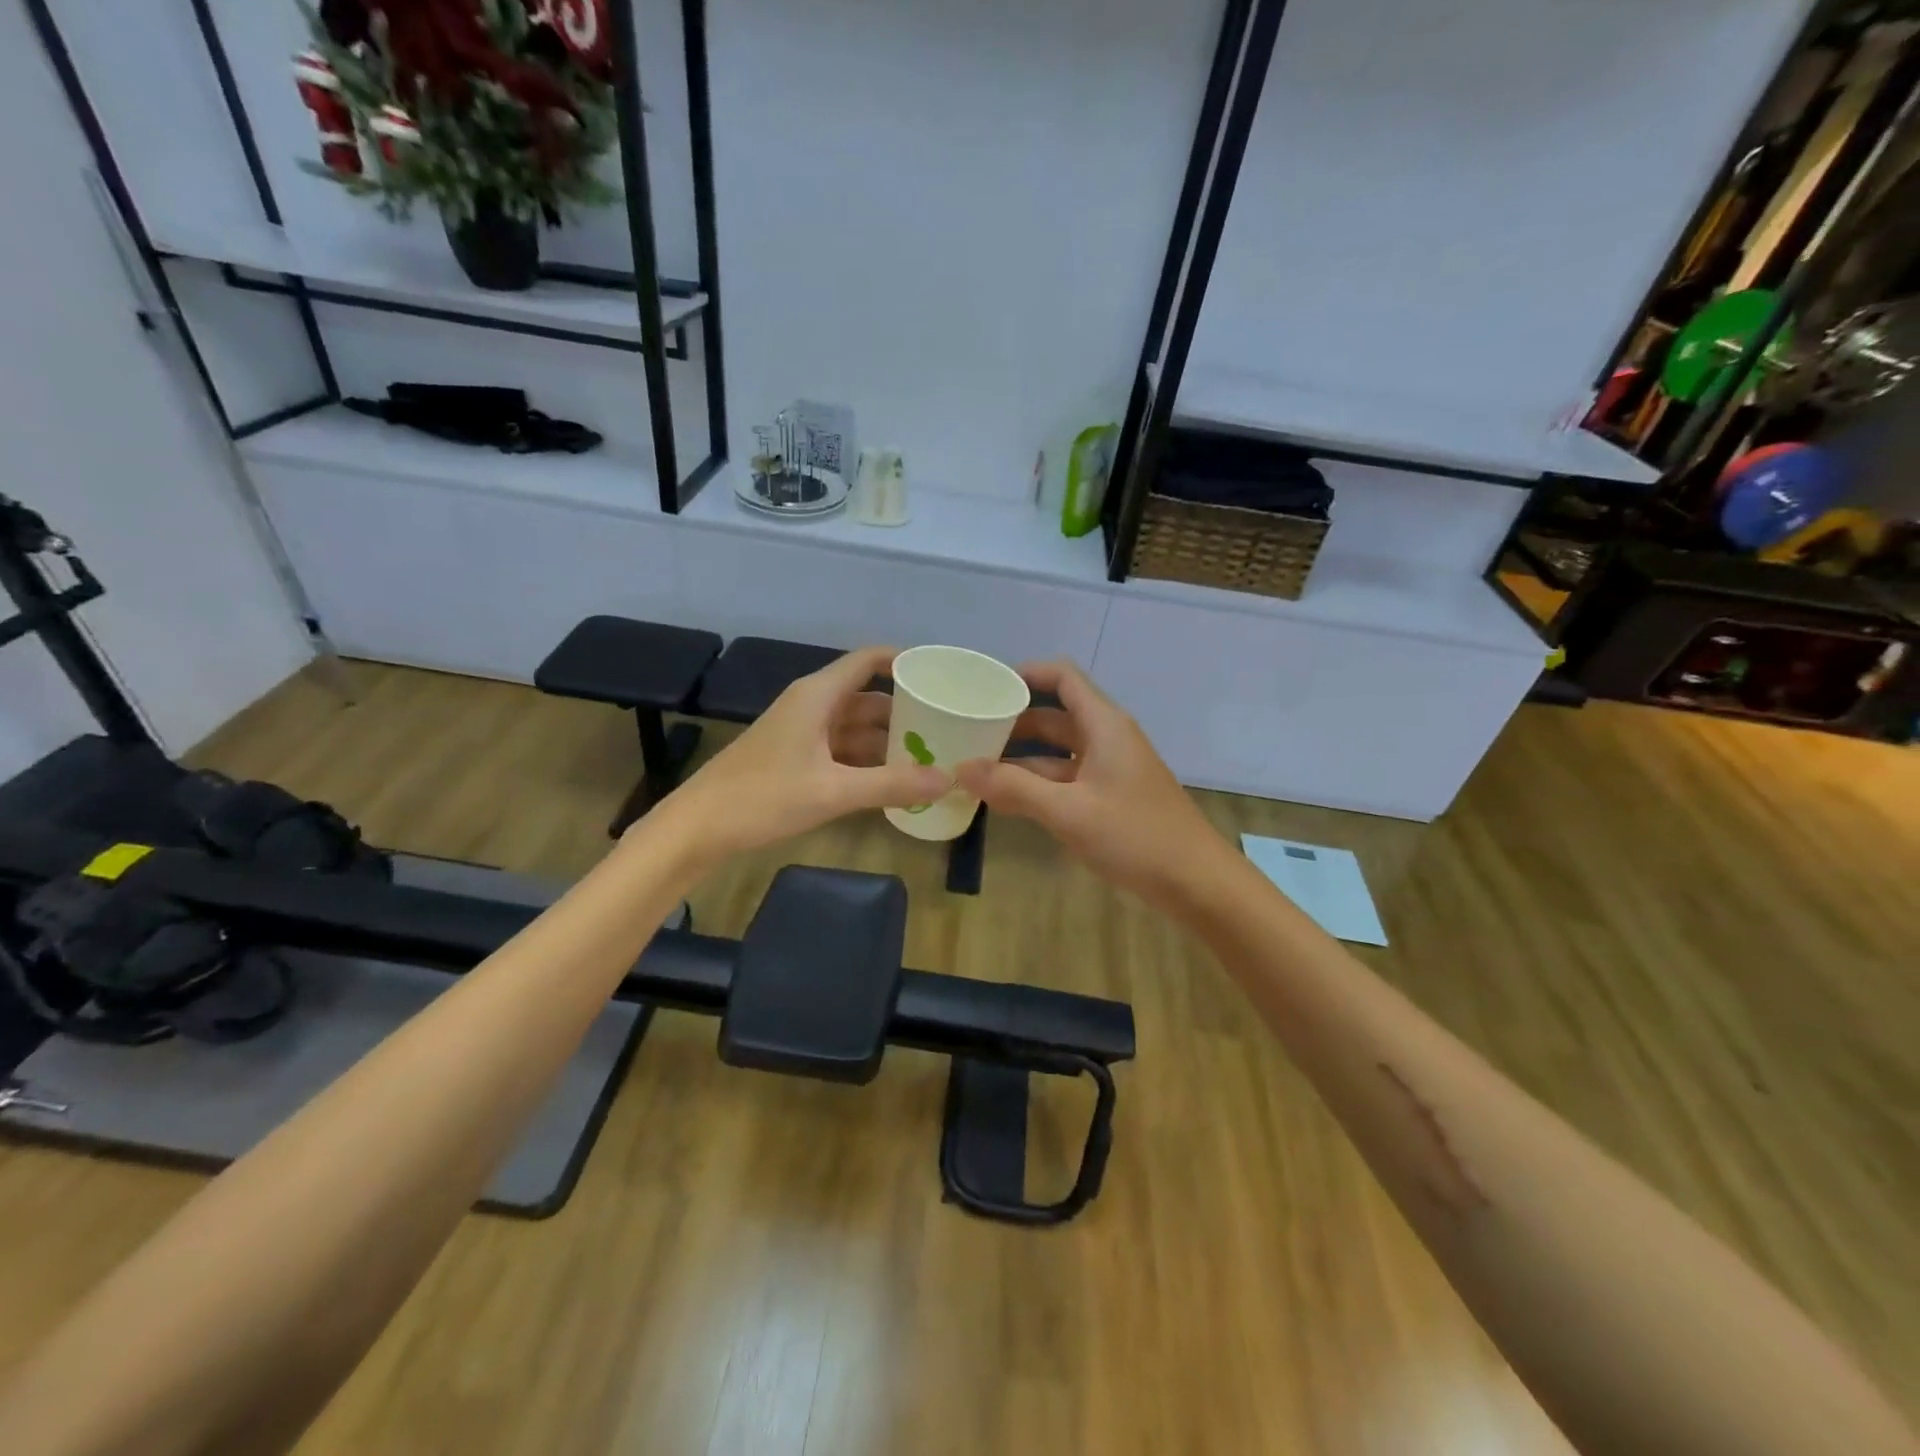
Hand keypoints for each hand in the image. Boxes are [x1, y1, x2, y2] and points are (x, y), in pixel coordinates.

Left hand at [653, 645, 949, 863]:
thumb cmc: (763, 797)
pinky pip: (840, 750)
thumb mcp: (833, 792)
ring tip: (929, 757)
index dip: (904, 662)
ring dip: (887, 741)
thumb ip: (892, 785)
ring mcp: (801, 733)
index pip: (868, 661)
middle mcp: (811, 706)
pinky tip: (891, 781)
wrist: (698, 827)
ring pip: (855, 727)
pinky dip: (866, 761)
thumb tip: (947, 780)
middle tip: (947, 729)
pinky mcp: (794, 758)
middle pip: (867, 698)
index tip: (941, 677)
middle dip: (904, 712)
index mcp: (818, 696)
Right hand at [955, 661, 1229, 912]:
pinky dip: (1037, 784)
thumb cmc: (1135, 836)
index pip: (1063, 677)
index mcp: (1104, 725)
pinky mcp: (1110, 797)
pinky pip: (1066, 779)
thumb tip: (960, 769)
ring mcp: (1110, 769)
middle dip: (1012, 722)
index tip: (985, 688)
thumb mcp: (1068, 811)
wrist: (1196, 882)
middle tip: (968, 733)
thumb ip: (1014, 788)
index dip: (1025, 674)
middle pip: (1055, 715)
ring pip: (1057, 752)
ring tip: (975, 769)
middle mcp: (1107, 739)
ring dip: (1020, 759)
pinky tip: (1006, 800)